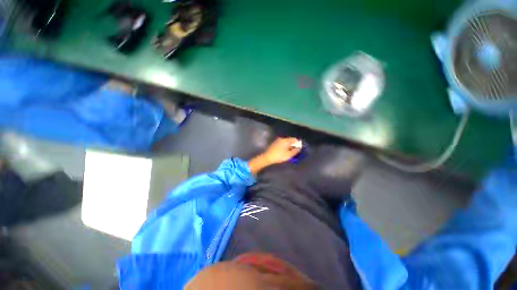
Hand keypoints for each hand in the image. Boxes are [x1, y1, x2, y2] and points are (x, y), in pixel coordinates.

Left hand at [247, 137, 301, 174]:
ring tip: (291, 151)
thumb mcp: (289, 155)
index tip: (300, 148)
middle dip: (293, 144)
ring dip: (289, 145)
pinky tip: (285, 151)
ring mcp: (277, 140)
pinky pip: (282, 143)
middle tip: (295, 150)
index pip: (294, 139)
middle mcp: (282, 138)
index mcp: (286, 140)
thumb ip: (295, 151)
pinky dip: (285, 146)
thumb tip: (299, 148)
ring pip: (286, 142)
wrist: (267, 157)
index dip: (298, 143)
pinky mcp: (274, 143)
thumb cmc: (279, 156)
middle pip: (290, 140)